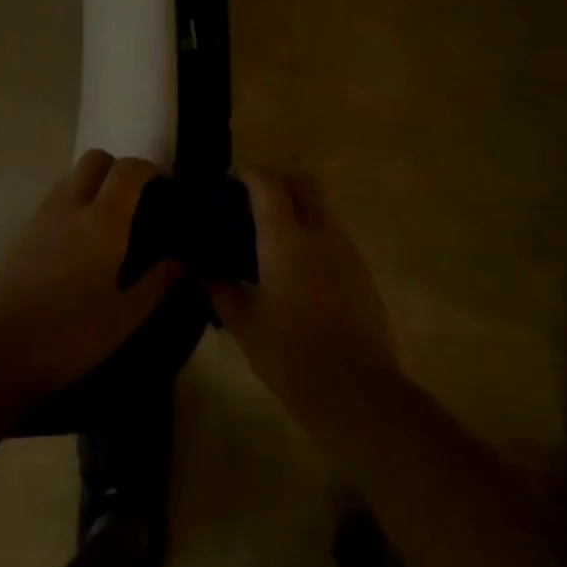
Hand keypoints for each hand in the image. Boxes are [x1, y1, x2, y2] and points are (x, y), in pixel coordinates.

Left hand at [0, 150, 178, 399]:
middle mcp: (71, 207)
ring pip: (71, 177)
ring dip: (94, 184)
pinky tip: (79, 242)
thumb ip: (155, 284)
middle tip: (135, 199)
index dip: (149, 169)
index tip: (164, 187)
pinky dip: (73, 203)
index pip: (128, 170)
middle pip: (95, 159)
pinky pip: (54, 200)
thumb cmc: (69, 335)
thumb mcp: (124, 318)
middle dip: (119, 168)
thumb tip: (178, 262)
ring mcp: (41, 217)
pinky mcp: (22, 233)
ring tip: (109, 221)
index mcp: (102, 222)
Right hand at [206, 171, 401, 431]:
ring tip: (272, 242)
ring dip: (298, 212)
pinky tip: (297, 272)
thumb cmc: (290, 355)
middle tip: (253, 205)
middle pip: (303, 184)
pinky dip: (313, 239)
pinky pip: (334, 239)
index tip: (231, 182)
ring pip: (321, 211)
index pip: (267, 185)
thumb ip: (221, 291)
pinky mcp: (362, 273)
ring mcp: (346, 252)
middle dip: (279, 183)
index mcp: (285, 239)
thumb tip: (204, 271)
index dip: (248, 175)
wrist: (356, 391)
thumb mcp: (244, 325)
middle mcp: (319, 233)